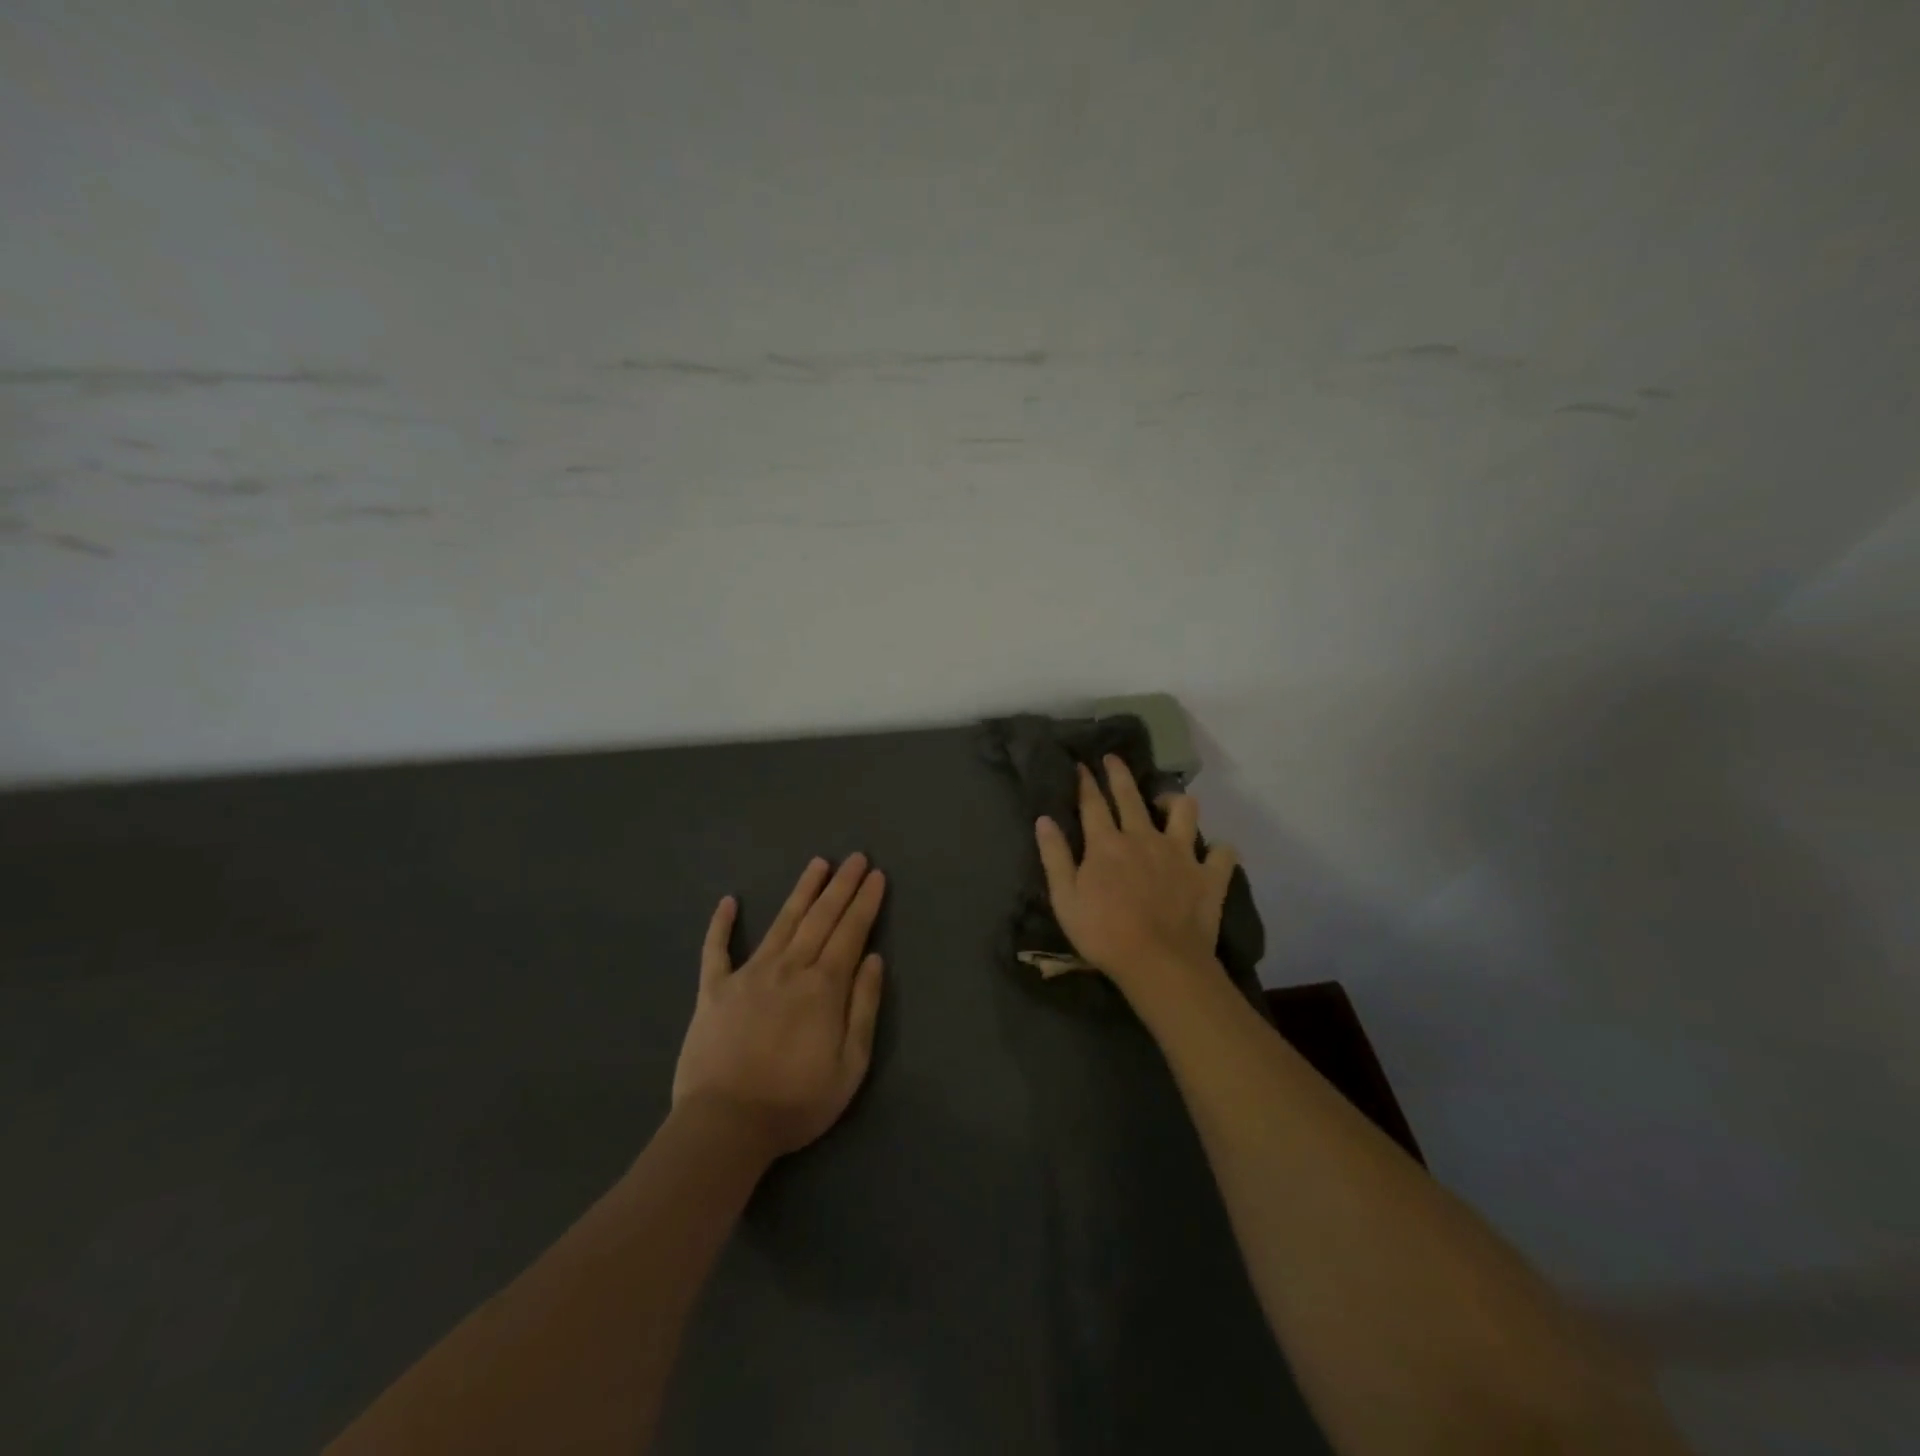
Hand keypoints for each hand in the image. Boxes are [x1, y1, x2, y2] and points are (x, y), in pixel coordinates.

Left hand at [672, 854, 886, 1160]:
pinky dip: (721, 925)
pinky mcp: (713, 991)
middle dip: (841, 886)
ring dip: (801, 891)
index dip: (865, 902)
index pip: (851, 932)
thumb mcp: (850, 1064)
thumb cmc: (796, 1101)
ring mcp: (748, 975)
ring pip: (781, 922)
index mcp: (823, 986)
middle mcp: (789, 968)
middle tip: (856, 857)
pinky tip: (728, 902)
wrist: (725, 1126)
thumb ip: (864, 1007)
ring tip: (817, 864)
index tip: (876, 875)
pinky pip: (716, 950)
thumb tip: (875, 958)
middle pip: (820, 918)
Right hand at [1034, 755, 1238, 997]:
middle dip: (1120, 773)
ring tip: (1169, 805)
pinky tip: (1213, 854)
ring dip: (1176, 802)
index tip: (1082, 765)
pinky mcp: (1209, 875)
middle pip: (1131, 796)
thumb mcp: (1065, 899)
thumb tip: (1044, 820)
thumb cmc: (1104, 934)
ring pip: (1185, 810)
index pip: (1093, 803)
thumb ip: (1055, 856)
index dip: (1086, 782)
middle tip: (1114, 759)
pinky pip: (1223, 853)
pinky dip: (1218, 851)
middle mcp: (1144, 837)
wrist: (1159, 963)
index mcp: (1107, 843)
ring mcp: (1181, 853)